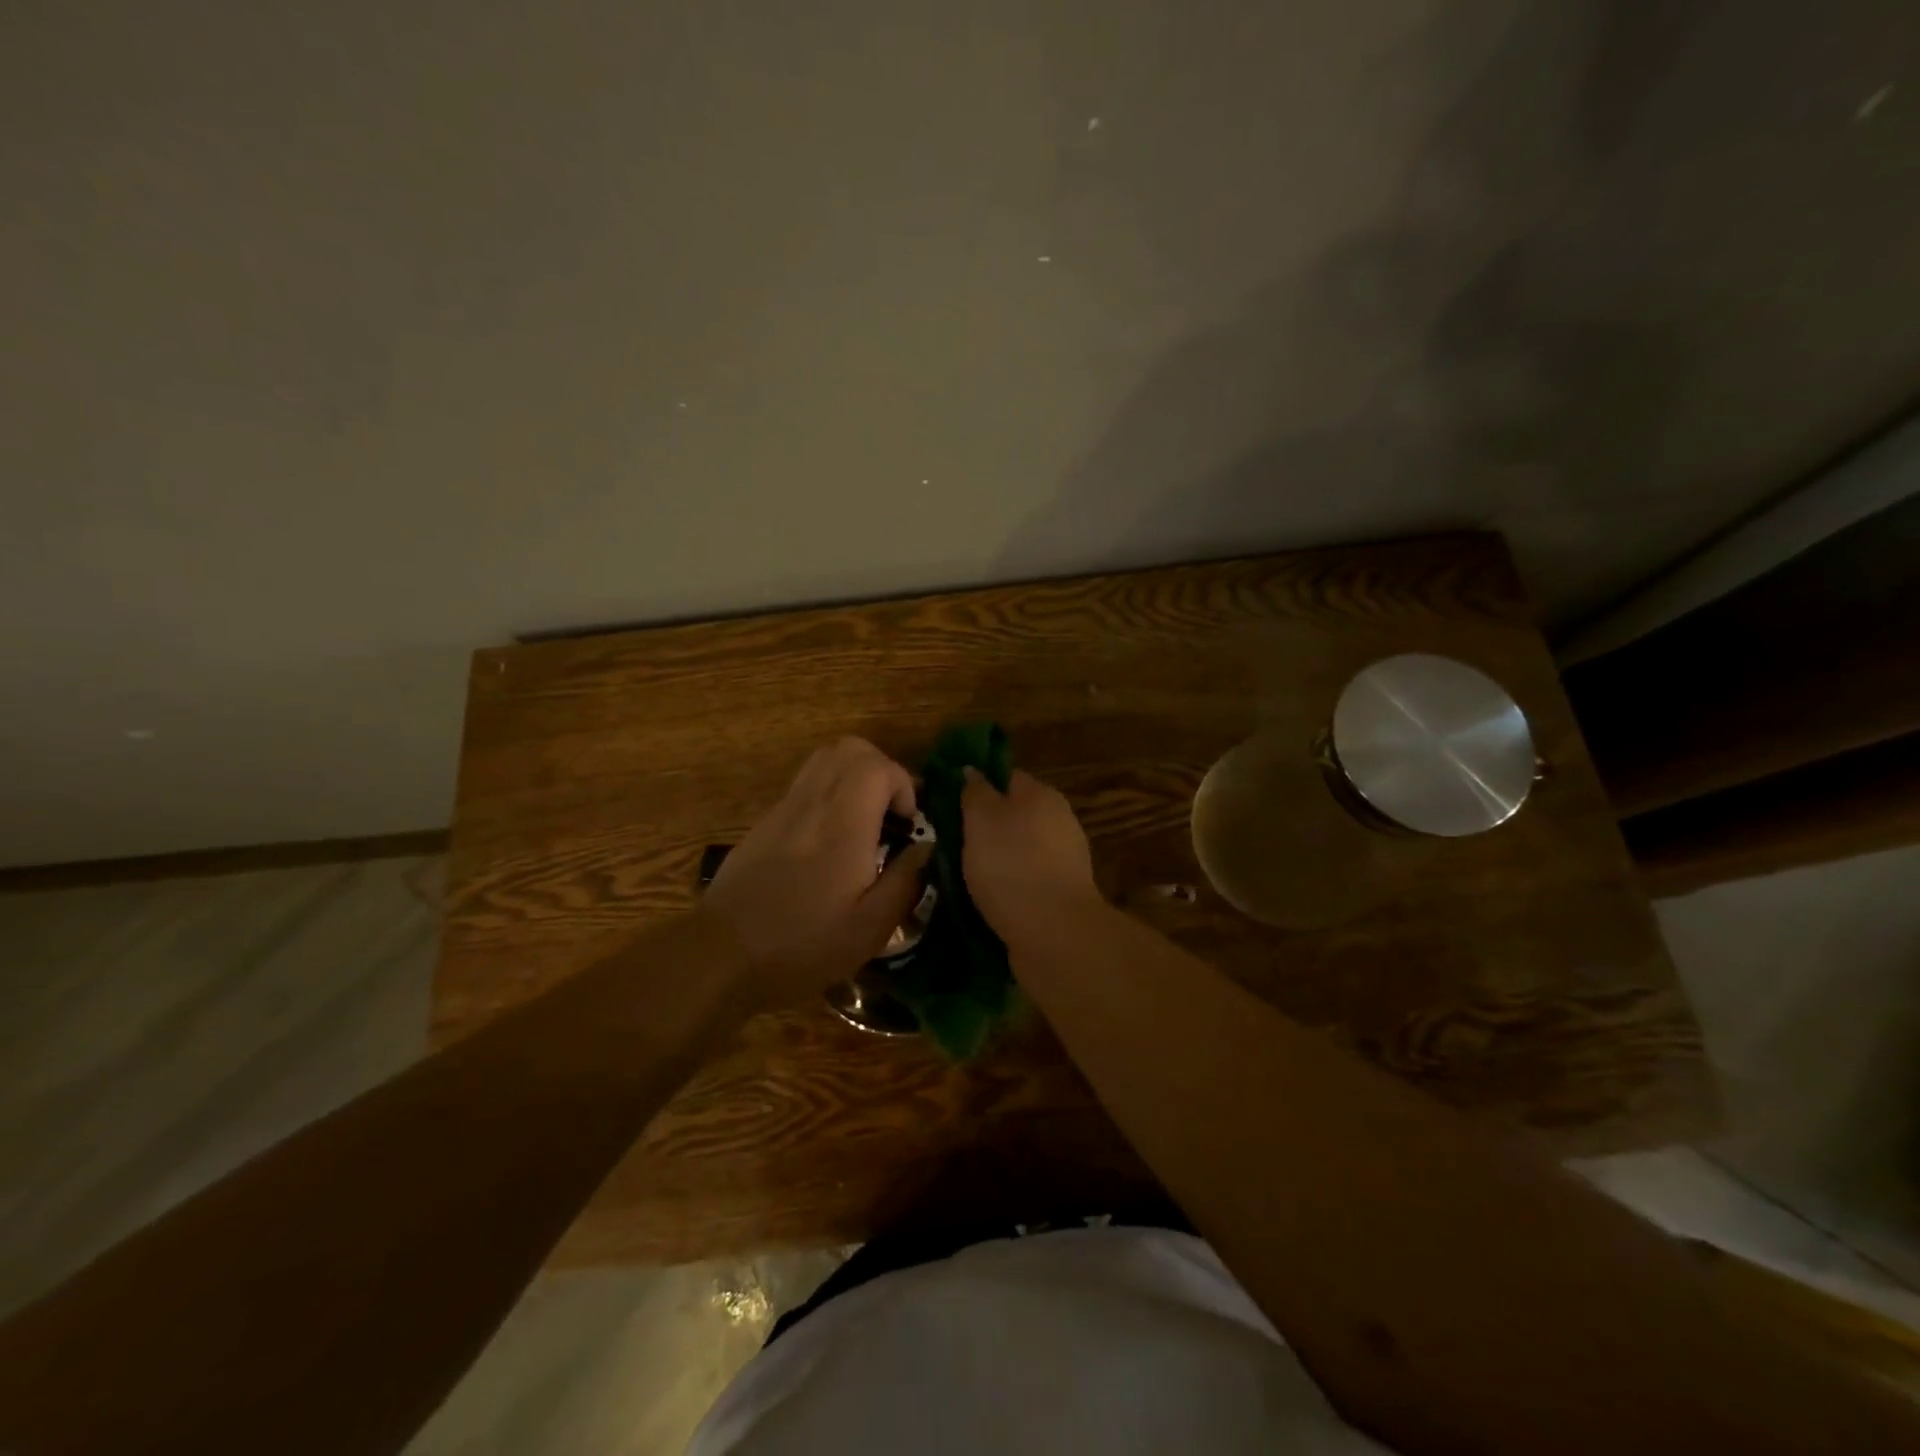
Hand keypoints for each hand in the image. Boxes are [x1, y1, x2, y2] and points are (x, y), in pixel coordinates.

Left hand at [704, 737, 931, 1003]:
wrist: (721, 955)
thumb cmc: (802, 946)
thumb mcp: (869, 929)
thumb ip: (905, 881)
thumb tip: (925, 847)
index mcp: (843, 825)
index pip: (877, 766)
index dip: (903, 784)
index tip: (907, 823)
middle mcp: (813, 803)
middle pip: (850, 748)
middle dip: (882, 770)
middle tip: (891, 813)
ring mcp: (784, 808)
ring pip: (825, 759)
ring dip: (854, 775)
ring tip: (865, 819)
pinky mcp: (765, 821)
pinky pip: (805, 783)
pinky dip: (830, 792)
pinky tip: (831, 839)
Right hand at [960, 769, 1101, 944]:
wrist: (1054, 933)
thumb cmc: (1011, 864)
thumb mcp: (981, 819)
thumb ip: (975, 792)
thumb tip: (972, 770)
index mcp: (1041, 795)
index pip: (1005, 776)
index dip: (976, 785)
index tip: (947, 802)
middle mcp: (1058, 821)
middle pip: (1012, 814)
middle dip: (983, 827)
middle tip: (947, 842)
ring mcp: (1064, 860)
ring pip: (1017, 850)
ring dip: (993, 860)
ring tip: (958, 876)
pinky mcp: (1060, 894)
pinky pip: (1024, 880)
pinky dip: (1005, 886)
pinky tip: (983, 900)